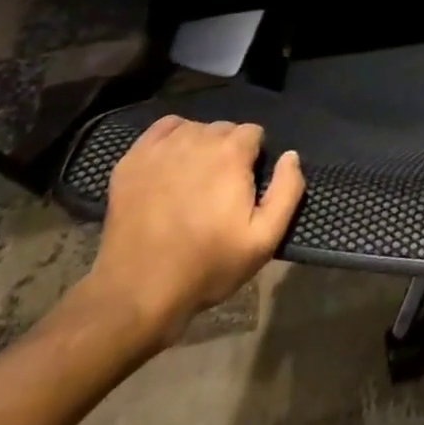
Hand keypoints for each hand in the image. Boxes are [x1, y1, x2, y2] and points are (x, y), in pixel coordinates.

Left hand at [80, 117, 305, 347]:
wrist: (137, 294)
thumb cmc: (207, 266)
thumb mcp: (264, 240)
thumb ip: (288, 191)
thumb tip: (291, 156)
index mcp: (232, 153)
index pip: (254, 133)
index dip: (253, 159)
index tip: (244, 188)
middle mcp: (198, 139)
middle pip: (224, 129)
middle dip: (228, 152)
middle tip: (219, 190)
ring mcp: (161, 148)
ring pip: (195, 129)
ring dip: (201, 147)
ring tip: (193, 182)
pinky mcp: (132, 160)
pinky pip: (162, 129)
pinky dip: (172, 138)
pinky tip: (171, 165)